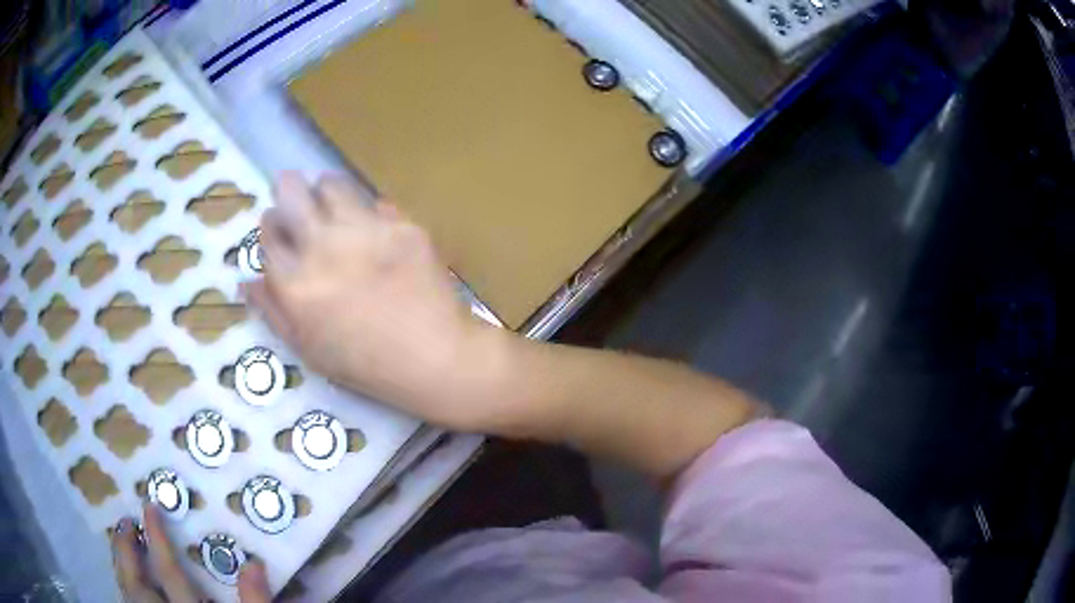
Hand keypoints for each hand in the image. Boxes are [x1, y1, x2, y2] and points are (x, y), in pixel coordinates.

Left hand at [111, 503, 269, 601]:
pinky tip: (127, 585)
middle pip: (137, 582)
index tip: (149, 506)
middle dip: (127, 549)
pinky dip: (125, 591)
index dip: (158, 538)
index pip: (169, 572)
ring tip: (119, 545)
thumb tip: (254, 564)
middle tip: (123, 521)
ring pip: (127, 595)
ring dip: (121, 567)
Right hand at [243, 173, 531, 433]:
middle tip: (294, 193)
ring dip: (326, 191)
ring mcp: (365, 232)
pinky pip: (376, 203)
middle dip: (288, 188)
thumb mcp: (308, 349)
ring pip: (332, 184)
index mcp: (296, 283)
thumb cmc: (365, 364)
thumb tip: (247, 280)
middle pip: (291, 192)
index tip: (278, 226)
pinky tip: (375, 233)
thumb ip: (273, 311)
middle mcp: (324, 248)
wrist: (435, 358)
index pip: (268, 233)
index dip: (270, 225)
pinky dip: (369, 213)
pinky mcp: (402, 225)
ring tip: (333, 207)